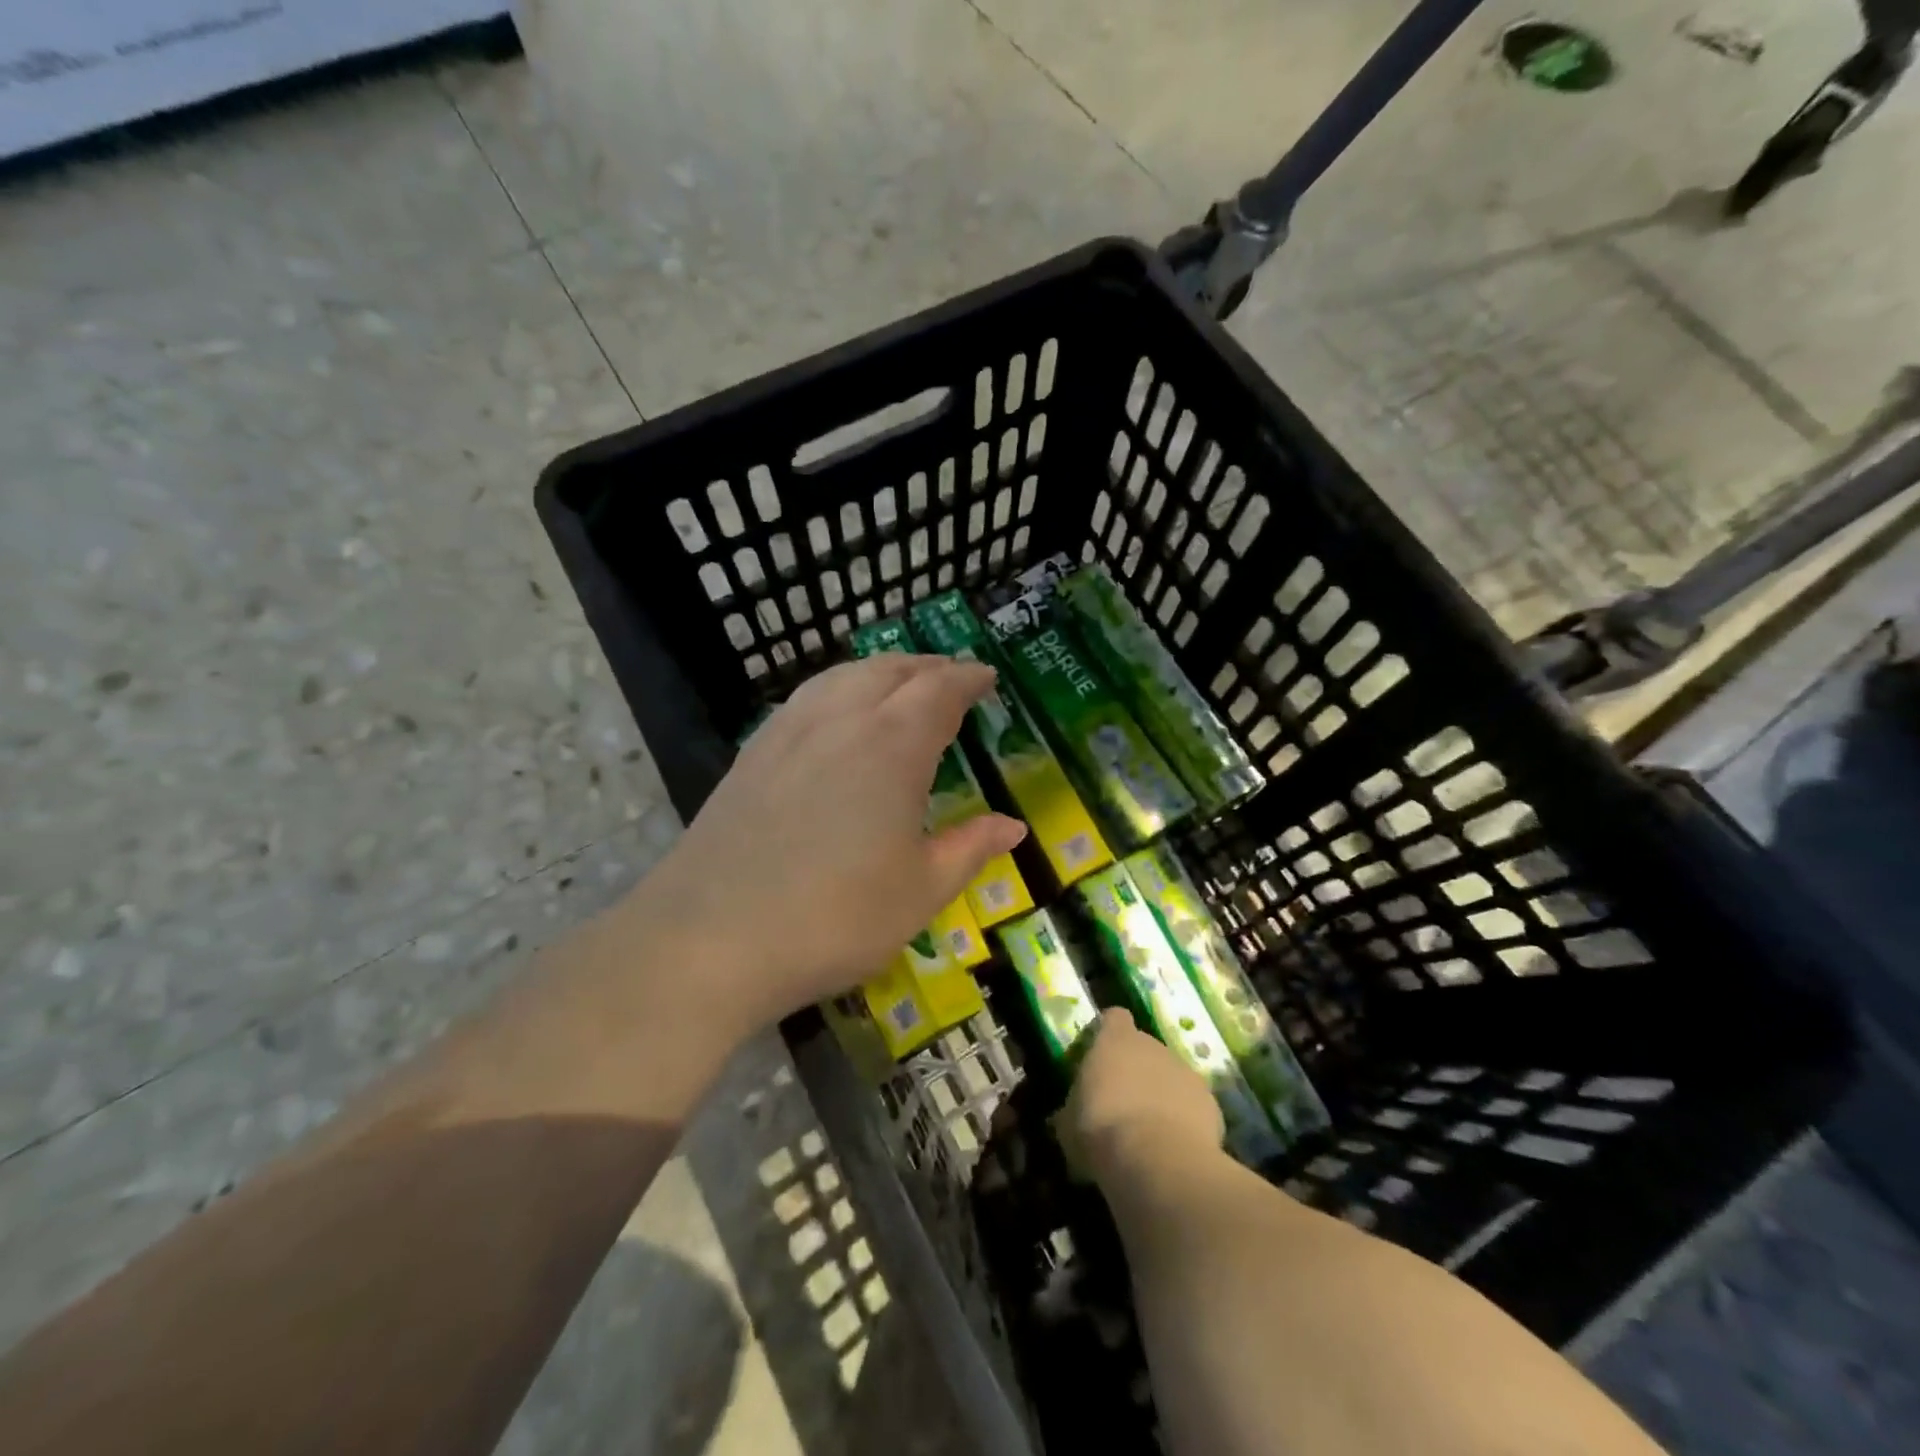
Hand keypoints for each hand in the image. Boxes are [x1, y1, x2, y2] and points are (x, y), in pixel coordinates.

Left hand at [634, 655, 1025, 1031]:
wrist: (710, 938)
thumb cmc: (834, 918)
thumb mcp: (920, 892)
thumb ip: (969, 849)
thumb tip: (1012, 826)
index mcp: (893, 745)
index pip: (939, 690)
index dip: (967, 679)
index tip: (987, 678)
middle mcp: (842, 719)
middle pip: (891, 670)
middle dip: (928, 667)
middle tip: (952, 677)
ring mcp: (789, 731)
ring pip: (844, 675)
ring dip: (882, 670)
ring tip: (900, 683)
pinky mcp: (753, 751)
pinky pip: (808, 696)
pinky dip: (839, 687)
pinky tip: (837, 713)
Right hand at [1059, 1010, 1224, 1180]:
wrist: (1160, 1163)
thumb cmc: (1102, 1132)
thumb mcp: (1068, 1124)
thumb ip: (1073, 1108)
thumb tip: (1070, 1115)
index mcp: (1115, 1040)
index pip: (1114, 1018)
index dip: (1107, 1034)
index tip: (1100, 1057)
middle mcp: (1153, 1045)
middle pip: (1144, 1049)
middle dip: (1135, 1071)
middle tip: (1121, 1105)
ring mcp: (1187, 1072)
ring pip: (1171, 1077)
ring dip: (1162, 1095)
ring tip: (1149, 1133)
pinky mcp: (1212, 1104)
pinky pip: (1193, 1107)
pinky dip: (1185, 1122)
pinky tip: (1173, 1150)